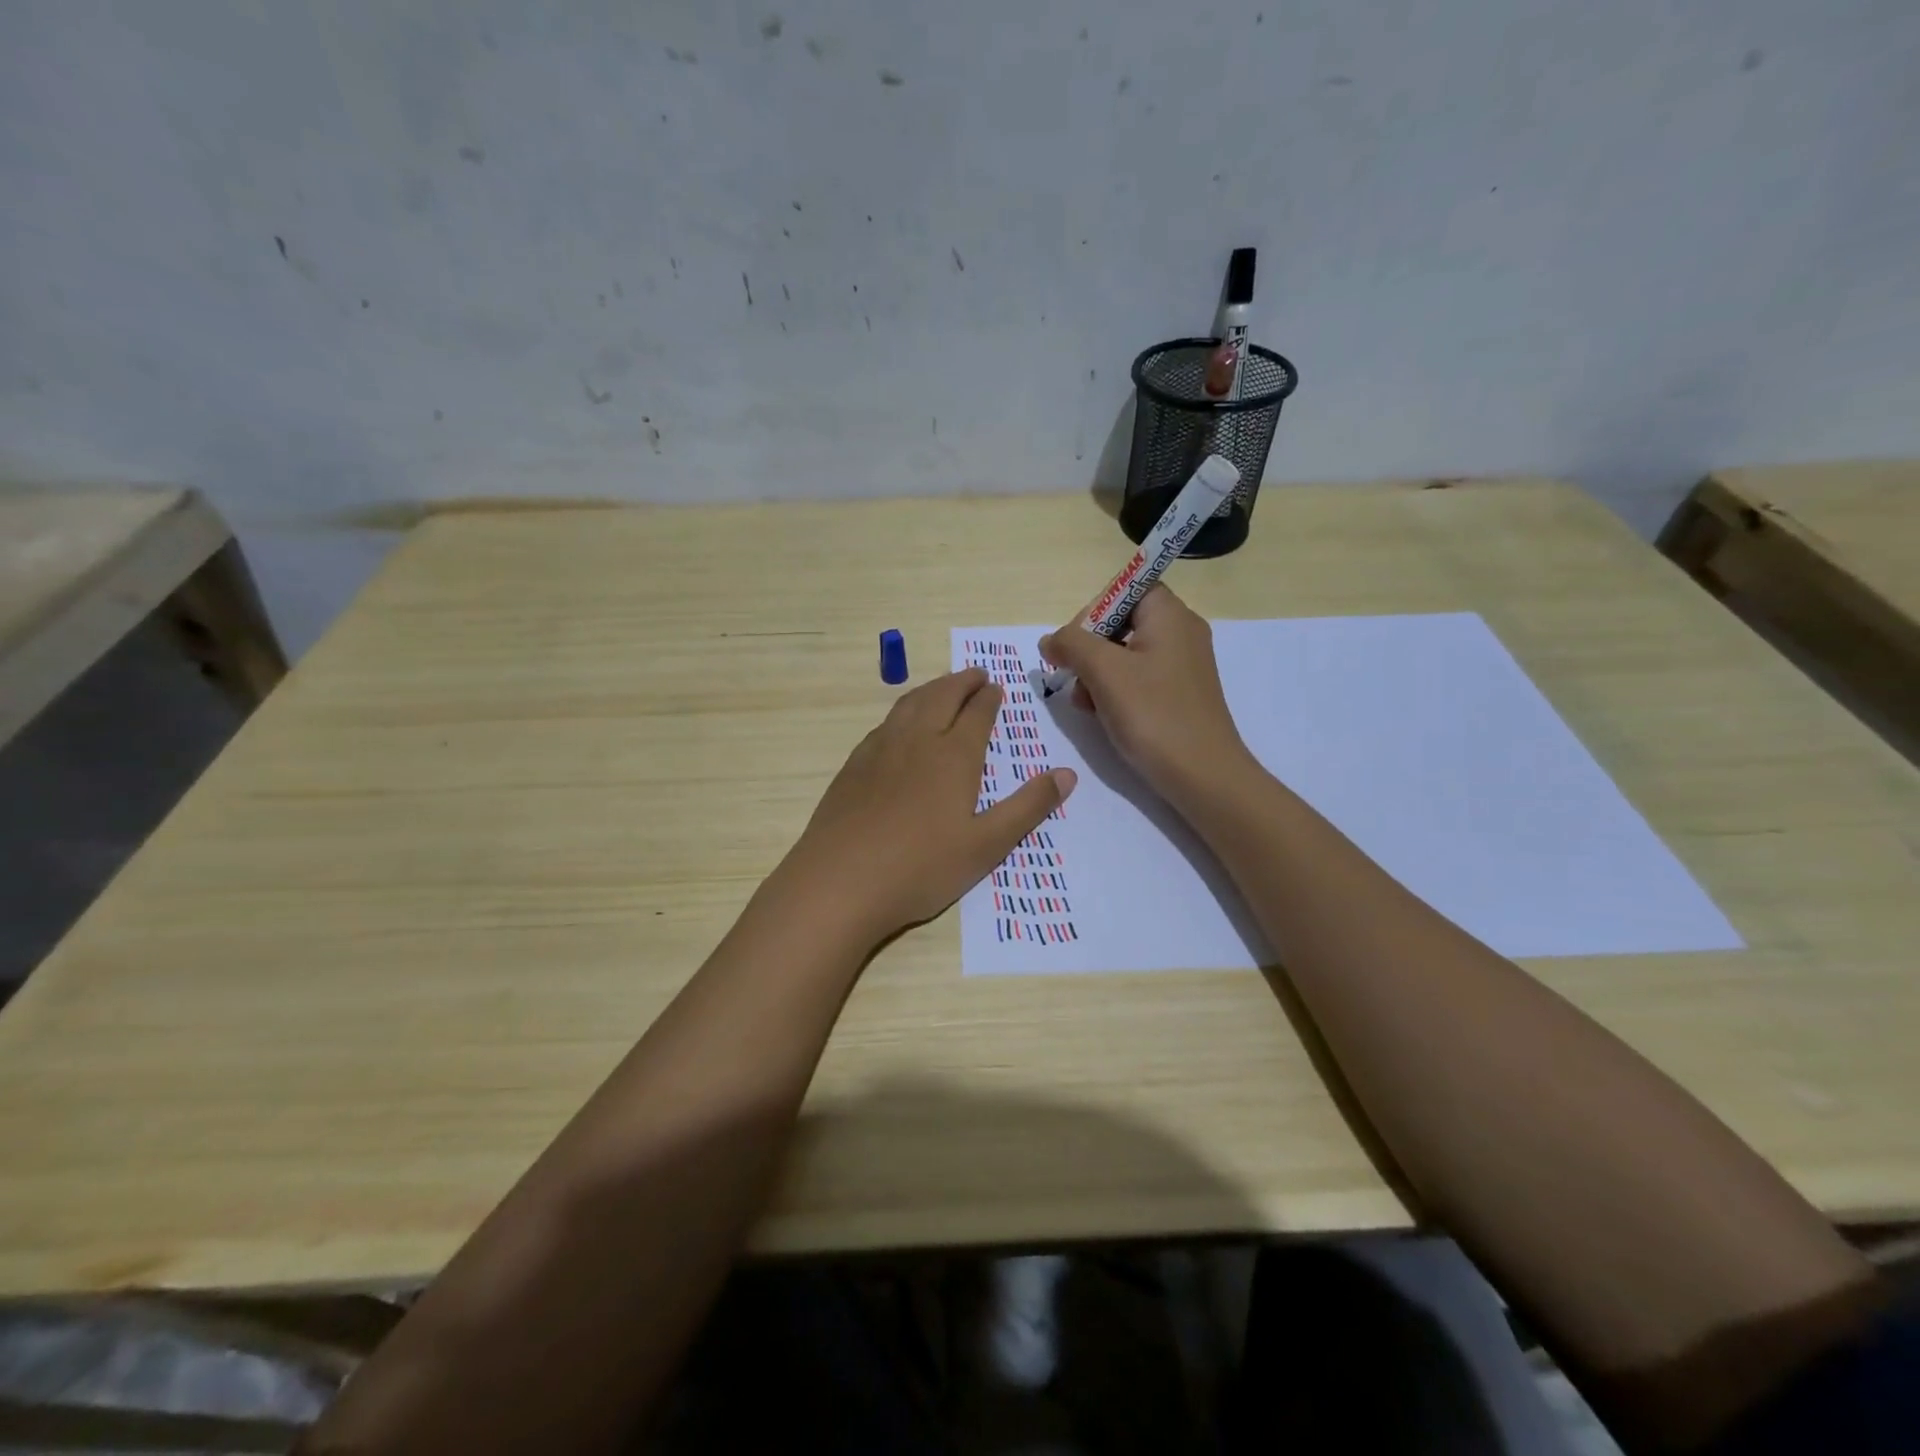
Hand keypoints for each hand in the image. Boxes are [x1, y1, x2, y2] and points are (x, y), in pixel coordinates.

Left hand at [781, 668, 1076, 942]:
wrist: (839, 882)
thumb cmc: (921, 868)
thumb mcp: (987, 845)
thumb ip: (1028, 807)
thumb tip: (1067, 774)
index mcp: (953, 756)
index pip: (976, 713)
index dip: (988, 698)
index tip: (996, 686)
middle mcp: (916, 741)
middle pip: (941, 697)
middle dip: (961, 682)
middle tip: (975, 674)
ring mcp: (879, 751)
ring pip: (909, 705)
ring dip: (931, 689)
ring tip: (942, 687)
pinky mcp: (853, 766)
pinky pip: (884, 724)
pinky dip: (902, 711)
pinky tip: (900, 725)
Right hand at [1039, 585, 1252, 804]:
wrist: (1203, 776)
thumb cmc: (1153, 715)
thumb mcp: (1104, 672)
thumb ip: (1071, 644)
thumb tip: (1050, 640)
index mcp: (1169, 615)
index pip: (1126, 588)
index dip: (1094, 610)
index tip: (1073, 643)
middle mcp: (1180, 633)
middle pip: (1121, 621)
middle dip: (1089, 648)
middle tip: (1072, 676)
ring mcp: (1182, 666)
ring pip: (1125, 653)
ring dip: (1096, 673)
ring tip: (1085, 703)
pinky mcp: (1179, 694)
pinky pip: (1138, 678)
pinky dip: (1115, 690)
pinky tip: (1102, 714)